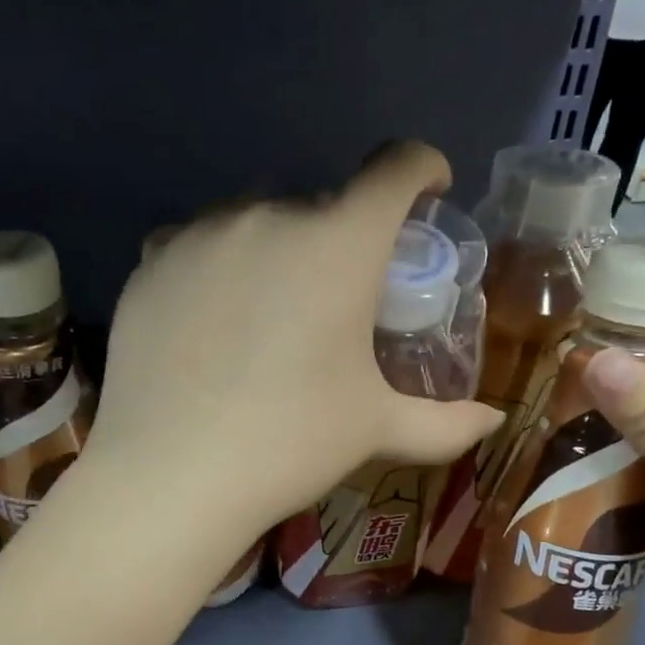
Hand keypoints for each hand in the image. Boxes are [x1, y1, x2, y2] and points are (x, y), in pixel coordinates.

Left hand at [82, 141, 503, 537]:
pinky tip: (211, 321)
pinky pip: (197, 245)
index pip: (394, 168)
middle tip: (336, 300)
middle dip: (341, 239)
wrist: (172, 476)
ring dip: (275, 251)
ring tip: (268, 316)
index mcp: (338, 243)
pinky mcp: (149, 264)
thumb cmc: (290, 444)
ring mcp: (200, 235)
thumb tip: (494, 421)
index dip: (420, 170)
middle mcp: (269, 216)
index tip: (427, 191)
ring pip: (254, 221)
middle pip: (321, 204)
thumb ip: (445, 423)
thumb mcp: (376, 429)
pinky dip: (217, 267)